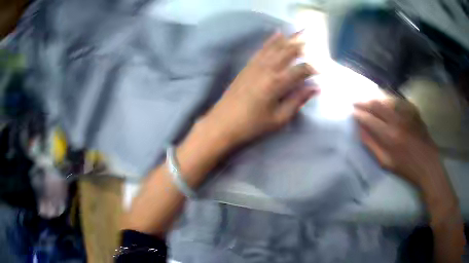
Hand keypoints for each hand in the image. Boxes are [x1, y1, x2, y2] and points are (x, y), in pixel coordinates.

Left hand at [201, 31, 318, 147]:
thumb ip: (297, 101)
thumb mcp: (279, 118)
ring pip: (276, 47)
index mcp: (277, 83)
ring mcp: (256, 65)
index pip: (301, 70)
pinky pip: (262, 49)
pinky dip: (271, 41)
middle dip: (302, 45)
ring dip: (289, 39)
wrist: (223, 123)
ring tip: (299, 32)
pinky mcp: (247, 66)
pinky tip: (277, 34)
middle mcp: (268, 69)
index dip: (313, 69)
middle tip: (312, 40)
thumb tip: (315, 88)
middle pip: (288, 52)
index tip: (322, 70)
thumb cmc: (252, 125)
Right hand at [353, 98, 439, 187]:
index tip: (351, 112)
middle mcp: (397, 120)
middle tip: (355, 102)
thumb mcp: (386, 162)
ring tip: (368, 101)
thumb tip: (360, 130)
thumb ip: (372, 145)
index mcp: (389, 136)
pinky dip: (388, 99)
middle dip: (363, 102)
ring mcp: (407, 113)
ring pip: (386, 99)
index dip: (358, 114)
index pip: (369, 119)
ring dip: (375, 99)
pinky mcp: (413, 110)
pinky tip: (385, 102)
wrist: (427, 163)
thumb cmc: (406, 167)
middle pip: (377, 104)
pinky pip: (398, 100)